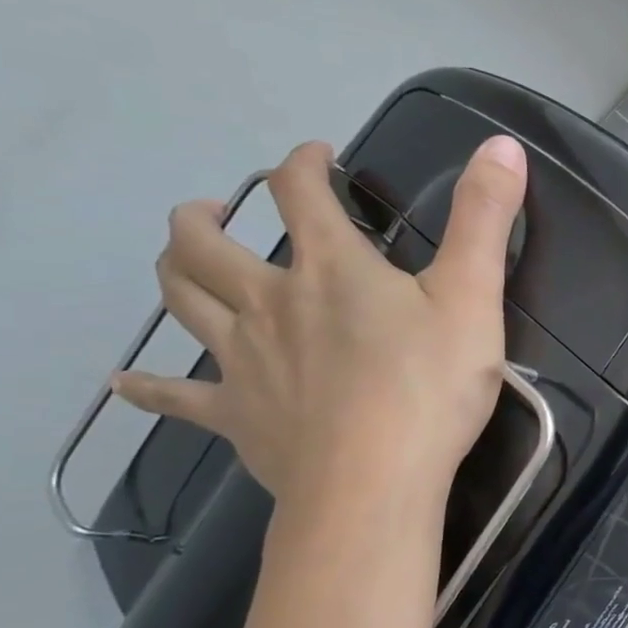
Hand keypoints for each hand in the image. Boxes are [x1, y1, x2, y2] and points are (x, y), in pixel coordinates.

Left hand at [113, 136, 527, 503]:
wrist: (374, 484)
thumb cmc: (430, 387)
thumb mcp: (473, 296)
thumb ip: (485, 219)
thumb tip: (502, 143)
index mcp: (331, 269)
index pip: (300, 193)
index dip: (304, 164)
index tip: (317, 156)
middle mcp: (271, 302)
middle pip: (208, 245)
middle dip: (206, 216)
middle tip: (214, 209)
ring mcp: (244, 361)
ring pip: (184, 303)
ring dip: (174, 270)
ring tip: (178, 255)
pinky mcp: (238, 417)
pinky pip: (178, 399)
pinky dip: (149, 388)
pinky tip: (125, 383)